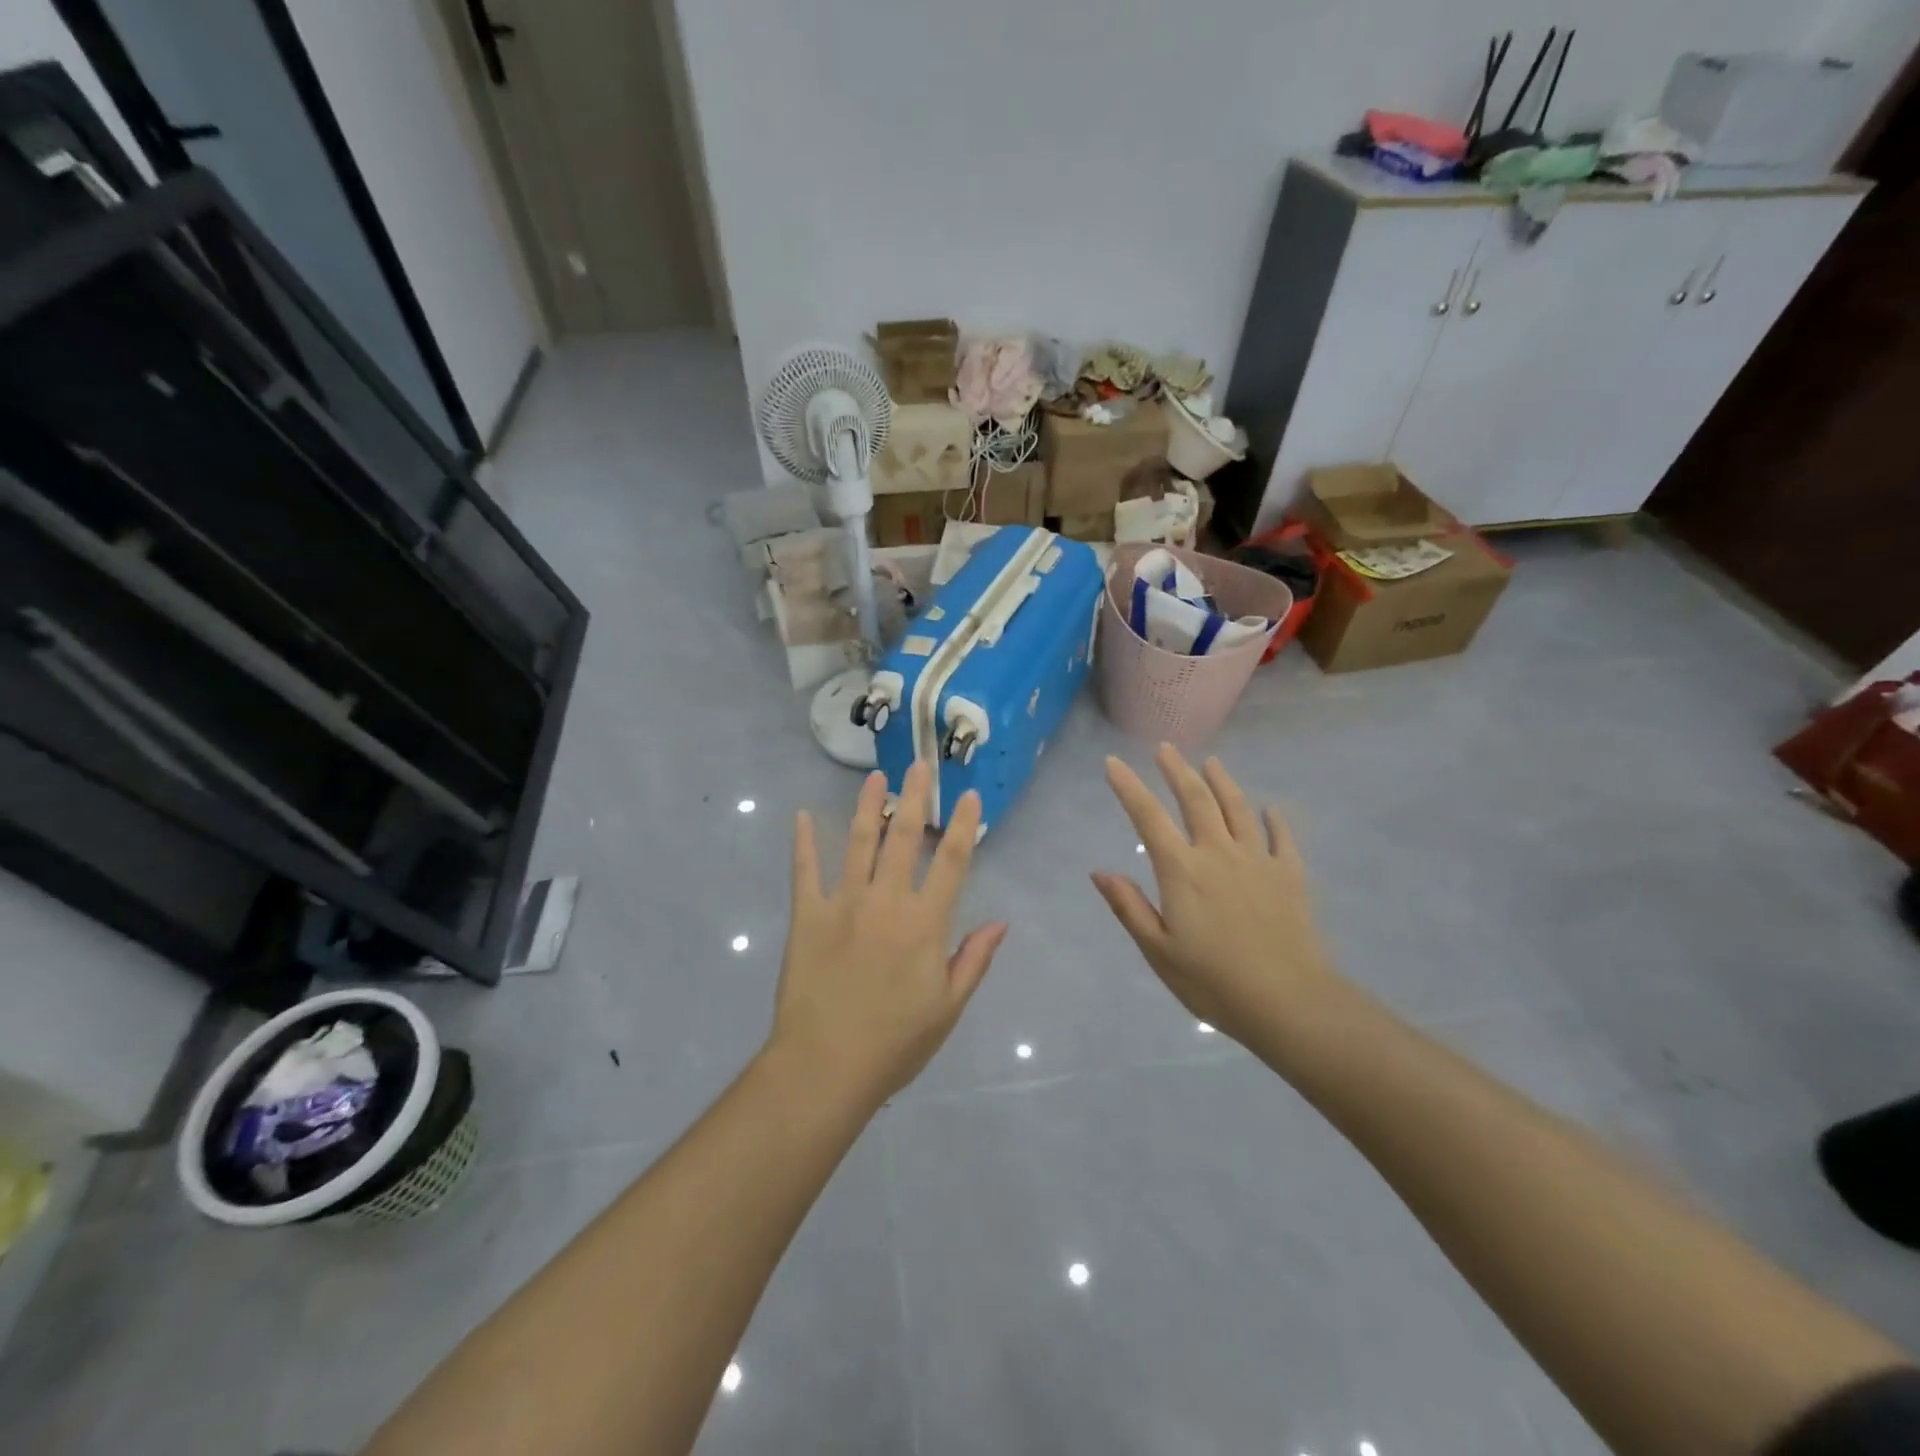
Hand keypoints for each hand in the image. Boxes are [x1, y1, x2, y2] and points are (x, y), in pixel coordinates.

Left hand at [771, 761, 1006, 1106]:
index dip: (963, 825)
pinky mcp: (808, 915)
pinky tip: (801, 816)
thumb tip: (1001, 921)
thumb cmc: (896, 1042)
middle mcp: (887, 901)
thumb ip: (974, 959)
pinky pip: (805, 871)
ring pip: (859, 842)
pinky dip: (803, 842)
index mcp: (925, 922)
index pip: (951, 861)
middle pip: (904, 838)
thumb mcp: (949, 1007)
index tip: (969, 795)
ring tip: (875, 777)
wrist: (826, 1065)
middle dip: (916, 797)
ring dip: (868, 806)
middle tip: (921, 764)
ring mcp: (844, 904)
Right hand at [1092, 746, 1342, 1049]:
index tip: (1113, 763)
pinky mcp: (1290, 875)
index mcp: (1182, 871)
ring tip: (1211, 762)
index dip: (1128, 787)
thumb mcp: (1158, 951)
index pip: (1148, 817)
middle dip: (1177, 770)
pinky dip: (1273, 819)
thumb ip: (1129, 907)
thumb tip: (1099, 871)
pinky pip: (1281, 837)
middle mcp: (1219, 853)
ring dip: (1221, 781)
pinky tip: (1270, 809)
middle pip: (1196, 799)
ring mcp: (1258, 861)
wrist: (1289, 1002)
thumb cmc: (1214, 982)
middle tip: (1166, 749)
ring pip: (1238, 808)